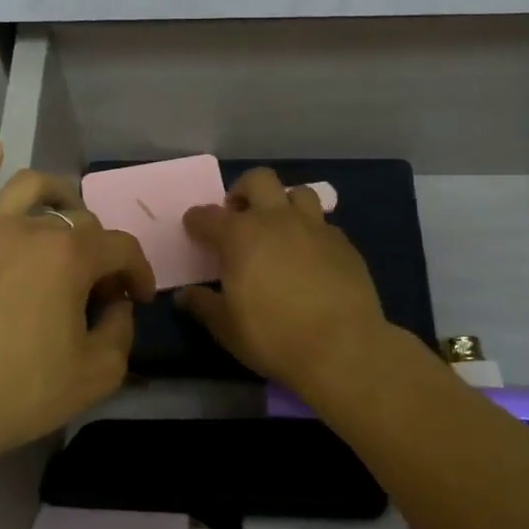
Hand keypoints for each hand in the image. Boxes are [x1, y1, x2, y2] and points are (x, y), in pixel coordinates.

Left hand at [0, 141, 153, 468]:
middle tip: (96, 285)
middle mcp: (31, 228)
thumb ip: (121, 330)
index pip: (122, 249)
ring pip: (28, 188)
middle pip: (79, 221)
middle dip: (100, 249)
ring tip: (63, 213)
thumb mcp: (98, 373)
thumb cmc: (24, 391)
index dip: (139, 273)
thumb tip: (115, 304)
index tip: (137, 299)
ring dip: (57, 195)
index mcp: (71, 256)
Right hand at [179, 167, 389, 396]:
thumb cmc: (273, 336)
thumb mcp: (226, 327)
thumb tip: (184, 296)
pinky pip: (323, 223)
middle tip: (239, 216)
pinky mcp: (344, 243)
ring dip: (283, 203)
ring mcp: (314, 227)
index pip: (208, 216)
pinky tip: (310, 256)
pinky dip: (310, 231)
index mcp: (239, 236)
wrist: (342, 348)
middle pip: (258, 180)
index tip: (194, 229)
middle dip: (243, 191)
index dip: (197, 220)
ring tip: (278, 229)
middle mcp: (276, 220)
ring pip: (298, 192)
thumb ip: (203, 305)